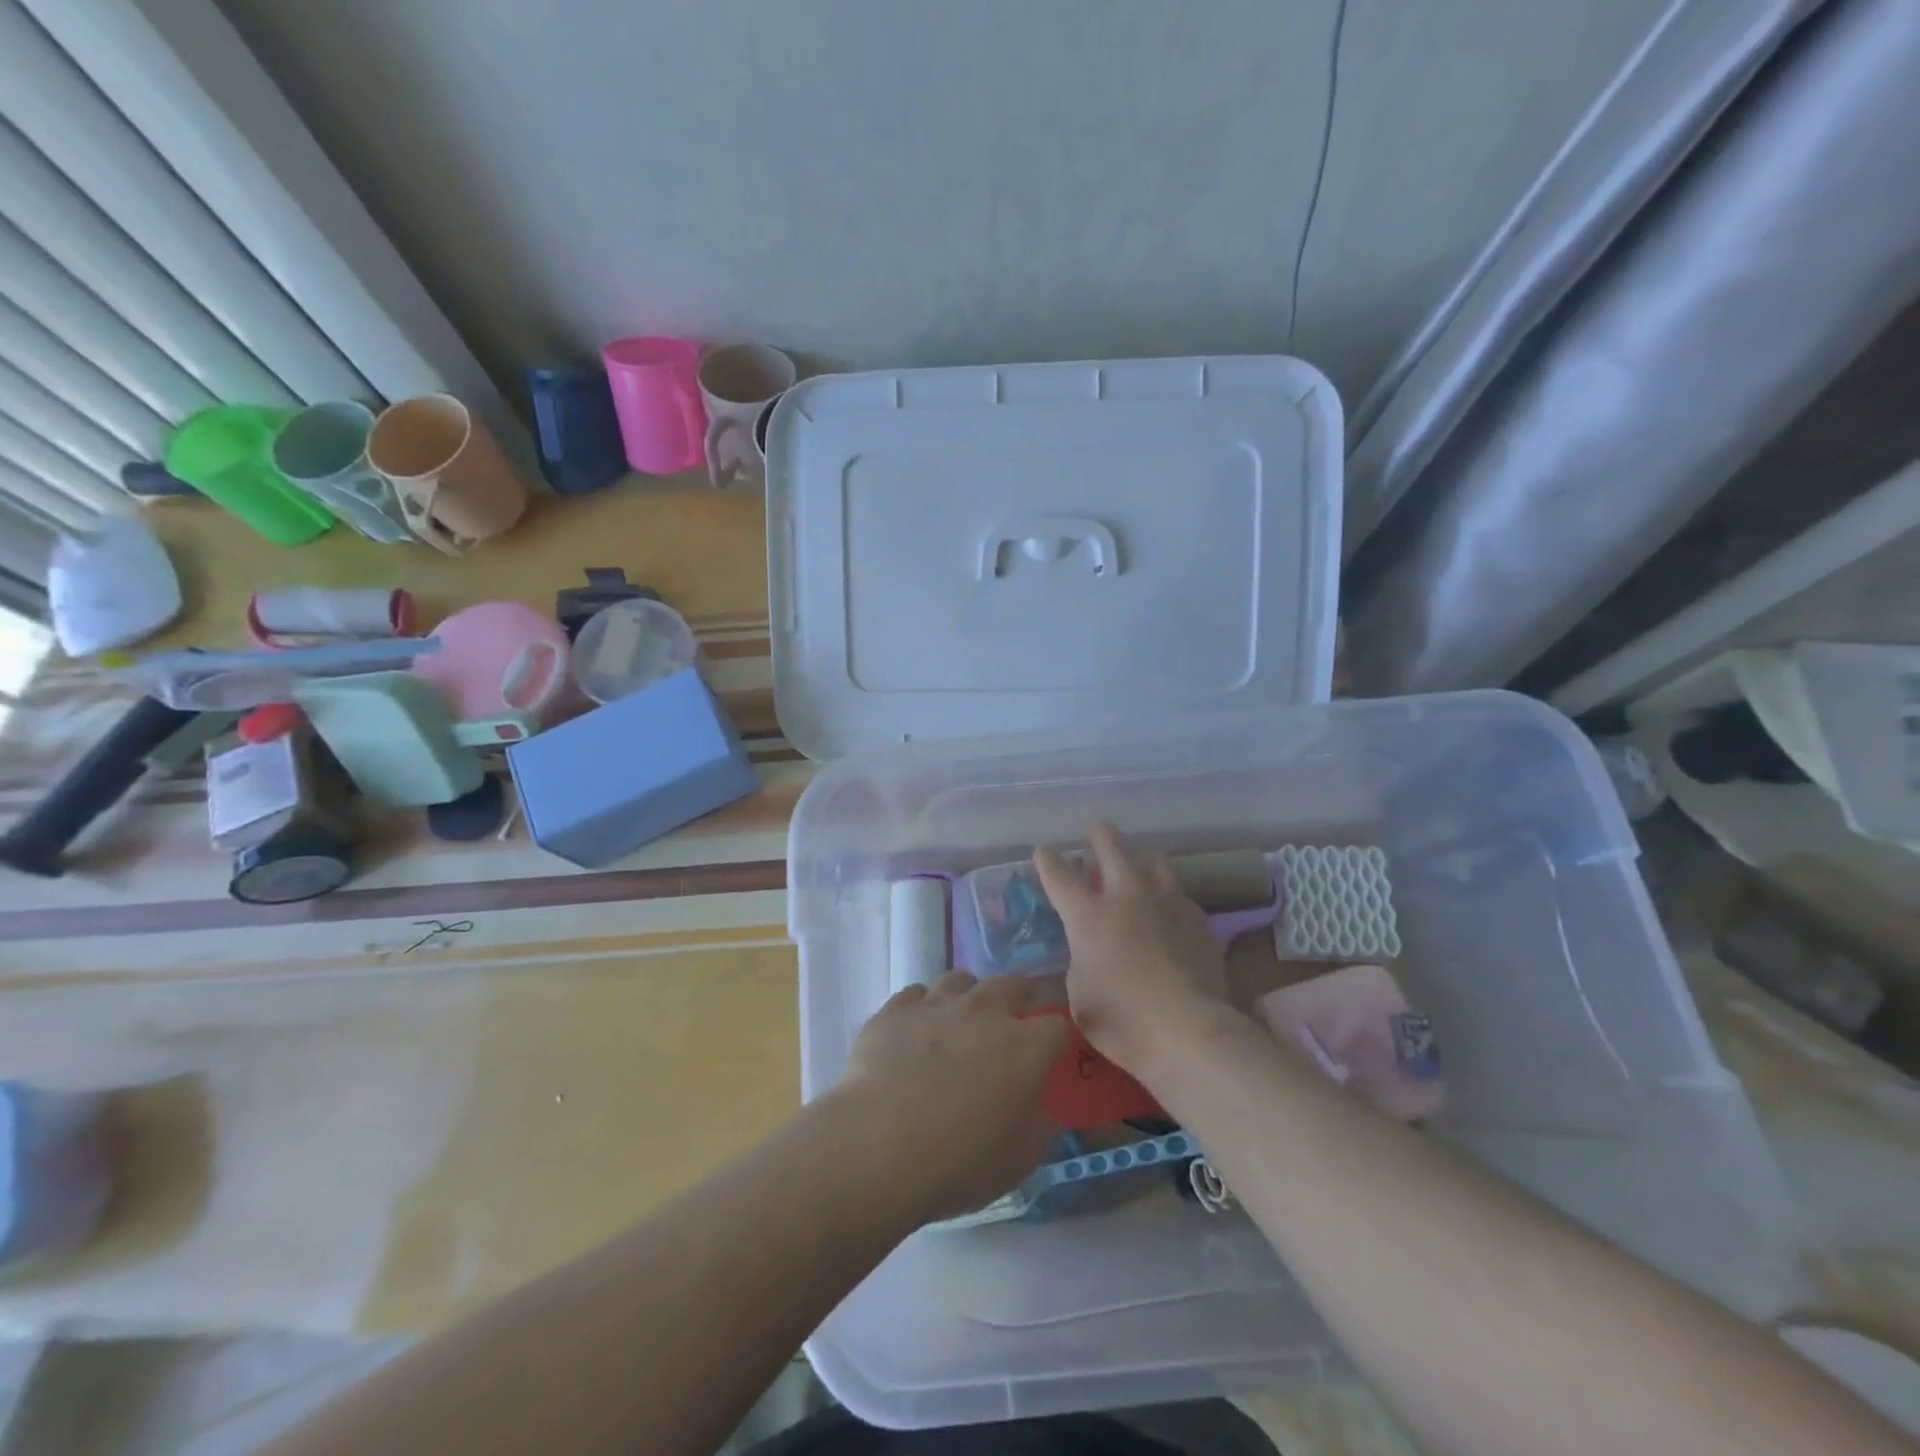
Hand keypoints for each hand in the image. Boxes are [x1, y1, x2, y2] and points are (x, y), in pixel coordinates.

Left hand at [832, 972, 1067, 1222]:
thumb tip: (1039, 1108)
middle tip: (1011, 1023)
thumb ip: (1037, 1125)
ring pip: (961, 980)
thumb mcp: (1018, 1160)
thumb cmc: (958, 1162)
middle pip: (1013, 984)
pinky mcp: (896, 1009)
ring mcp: (937, 1004)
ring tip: (958, 1022)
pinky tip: (914, 1033)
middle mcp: (985, 1011)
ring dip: (967, 996)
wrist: (879, 1147)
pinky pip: (915, 995)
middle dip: (1018, 998)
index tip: (1050, 1054)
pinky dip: (921, 1009)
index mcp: (1026, 1047)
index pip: (1057, 1025)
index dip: (1056, 1038)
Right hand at [1034, 822, 1231, 1078]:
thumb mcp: (1079, 995)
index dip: (1048, 860)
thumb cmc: (1122, 1020)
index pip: (1060, 875)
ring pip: (1153, 859)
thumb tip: (1088, 951)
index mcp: (1089, 915)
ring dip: (1139, 861)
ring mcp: (1167, 901)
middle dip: (1098, 836)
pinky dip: (1166, 897)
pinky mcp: (1198, 918)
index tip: (1044, 851)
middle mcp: (1127, 896)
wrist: (1188, 1031)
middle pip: (1110, 846)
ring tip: (1137, 871)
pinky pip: (1178, 894)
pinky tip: (1168, 915)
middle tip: (1095, 835)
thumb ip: (1080, 961)